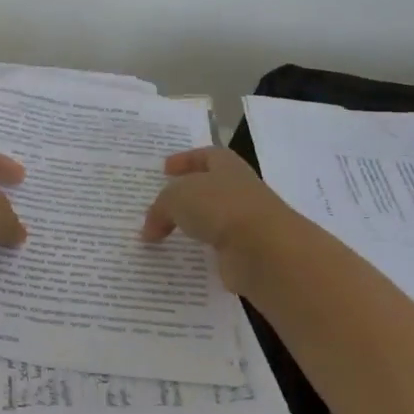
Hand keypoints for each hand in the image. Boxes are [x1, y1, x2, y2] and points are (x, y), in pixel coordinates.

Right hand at [141, 146, 297, 295]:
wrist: (265, 250)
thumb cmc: (220, 207)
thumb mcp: (176, 198)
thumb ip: (159, 209)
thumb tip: (149, 230)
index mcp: (227, 166)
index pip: (206, 156)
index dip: (185, 160)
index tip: (165, 169)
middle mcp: (239, 190)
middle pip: (210, 187)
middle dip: (187, 194)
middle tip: (161, 203)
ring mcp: (246, 222)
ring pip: (214, 219)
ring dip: (194, 224)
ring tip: (166, 233)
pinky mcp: (246, 252)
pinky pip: (217, 248)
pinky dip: (201, 251)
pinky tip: (182, 257)